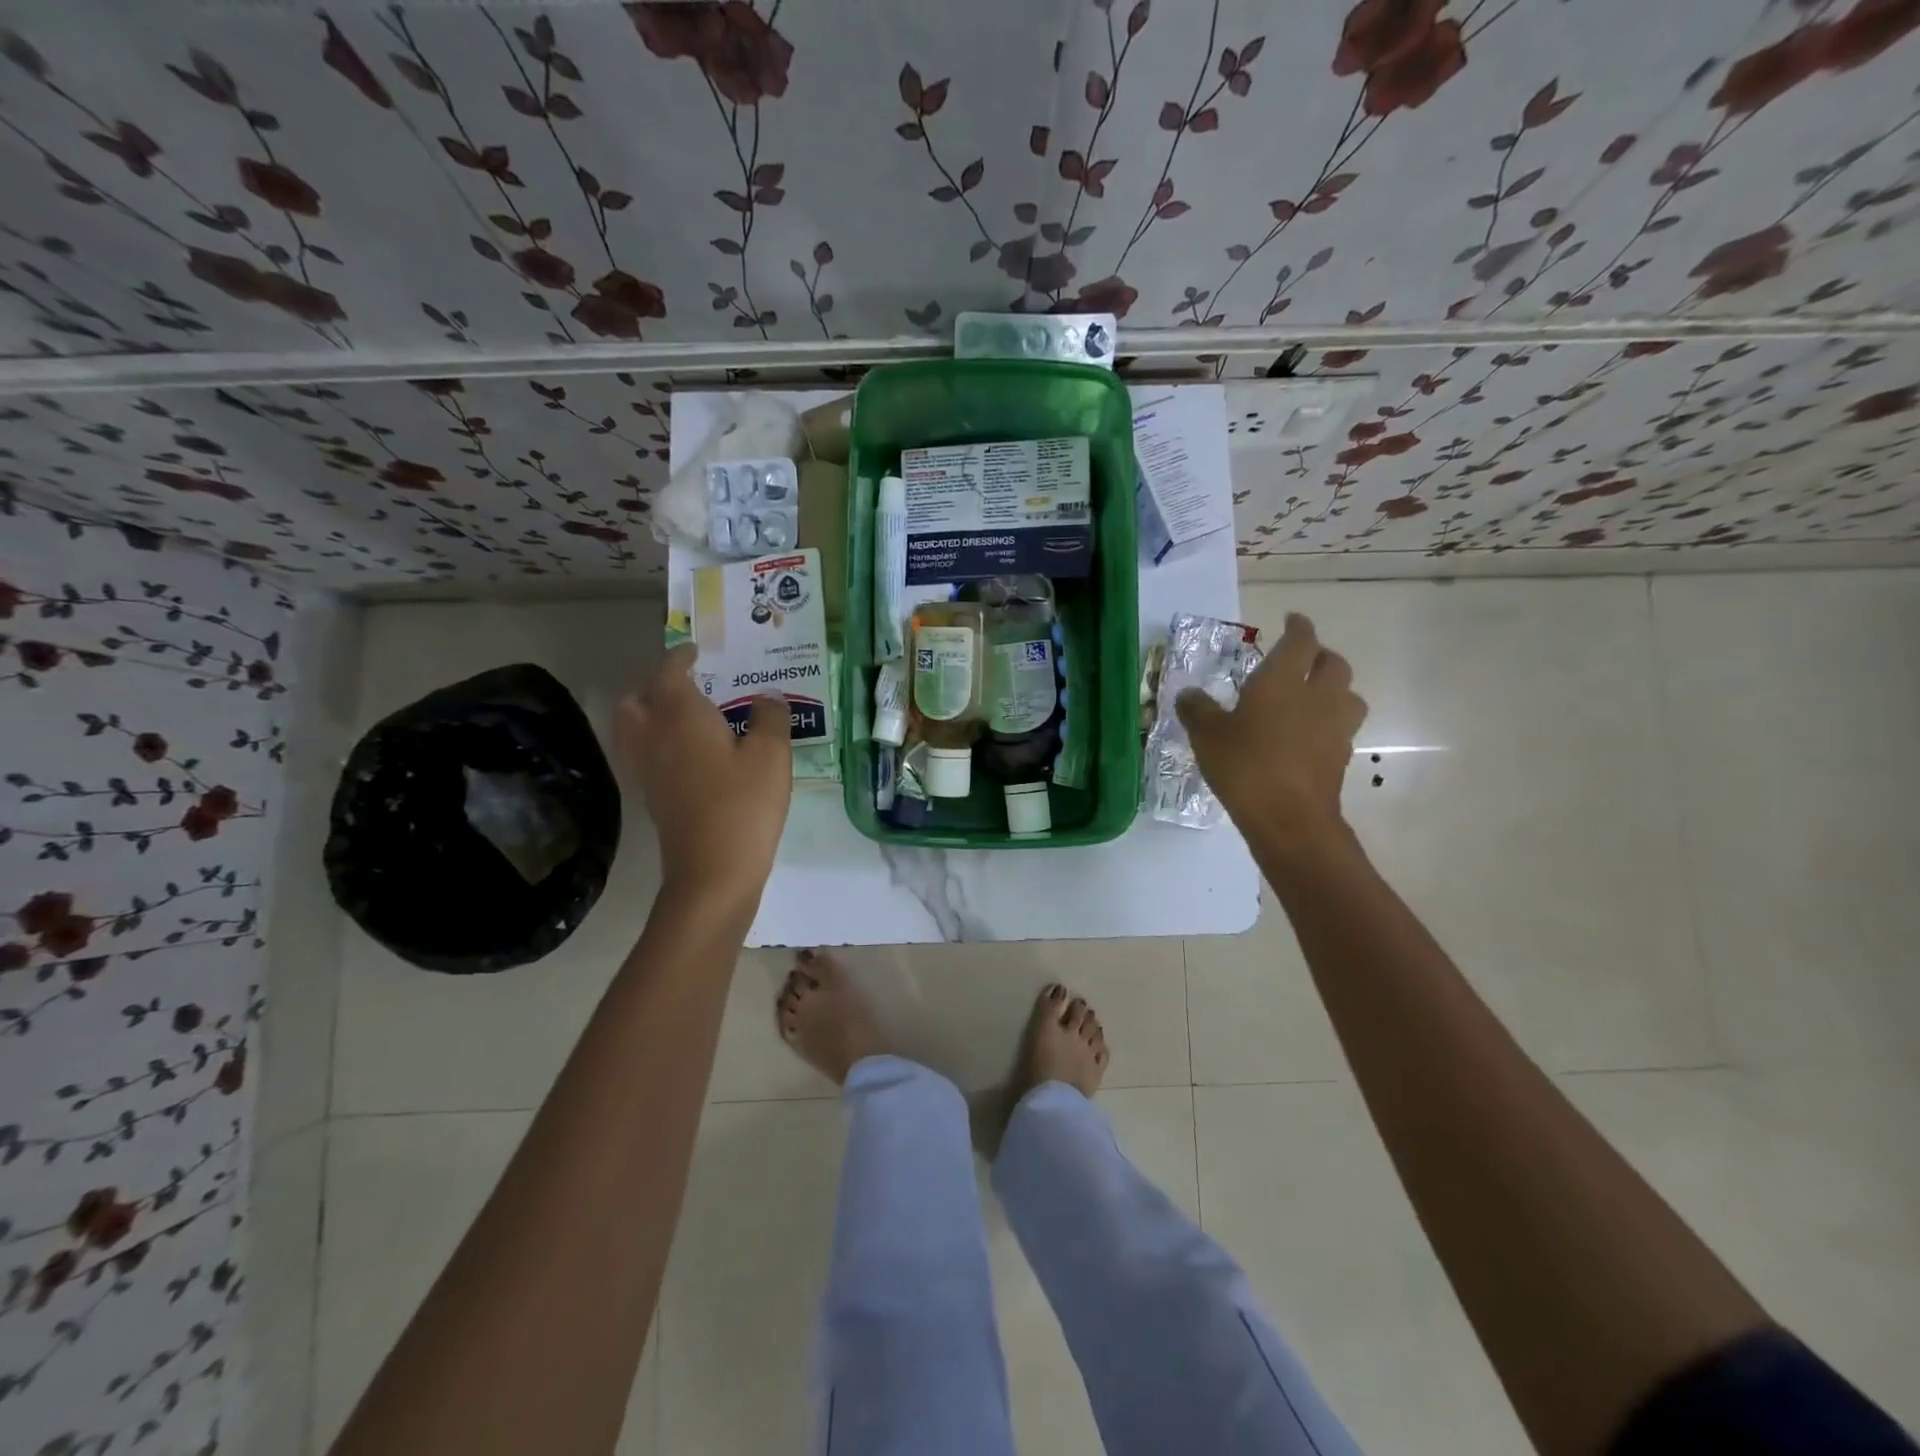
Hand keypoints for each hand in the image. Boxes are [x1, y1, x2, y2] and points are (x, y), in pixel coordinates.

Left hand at [616, 643, 791, 906]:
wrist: (713, 874)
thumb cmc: (743, 805)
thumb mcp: (772, 755)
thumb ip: (771, 717)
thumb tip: (767, 698)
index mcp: (680, 716)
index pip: (670, 672)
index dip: (682, 657)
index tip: (699, 652)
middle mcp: (653, 737)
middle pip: (637, 699)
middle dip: (657, 685)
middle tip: (690, 686)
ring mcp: (647, 770)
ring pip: (633, 728)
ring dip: (652, 713)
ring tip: (687, 718)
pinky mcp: (652, 798)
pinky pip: (644, 755)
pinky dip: (658, 743)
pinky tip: (690, 755)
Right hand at [1176, 613, 1365, 843]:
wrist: (1289, 818)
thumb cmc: (1245, 765)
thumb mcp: (1207, 734)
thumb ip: (1197, 709)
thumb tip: (1188, 694)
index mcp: (1283, 680)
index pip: (1301, 641)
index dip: (1298, 626)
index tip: (1292, 620)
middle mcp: (1317, 696)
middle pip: (1334, 664)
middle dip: (1320, 656)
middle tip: (1302, 660)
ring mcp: (1335, 727)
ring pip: (1348, 695)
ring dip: (1334, 690)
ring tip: (1313, 698)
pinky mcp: (1341, 757)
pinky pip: (1341, 728)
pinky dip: (1329, 724)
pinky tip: (1308, 736)